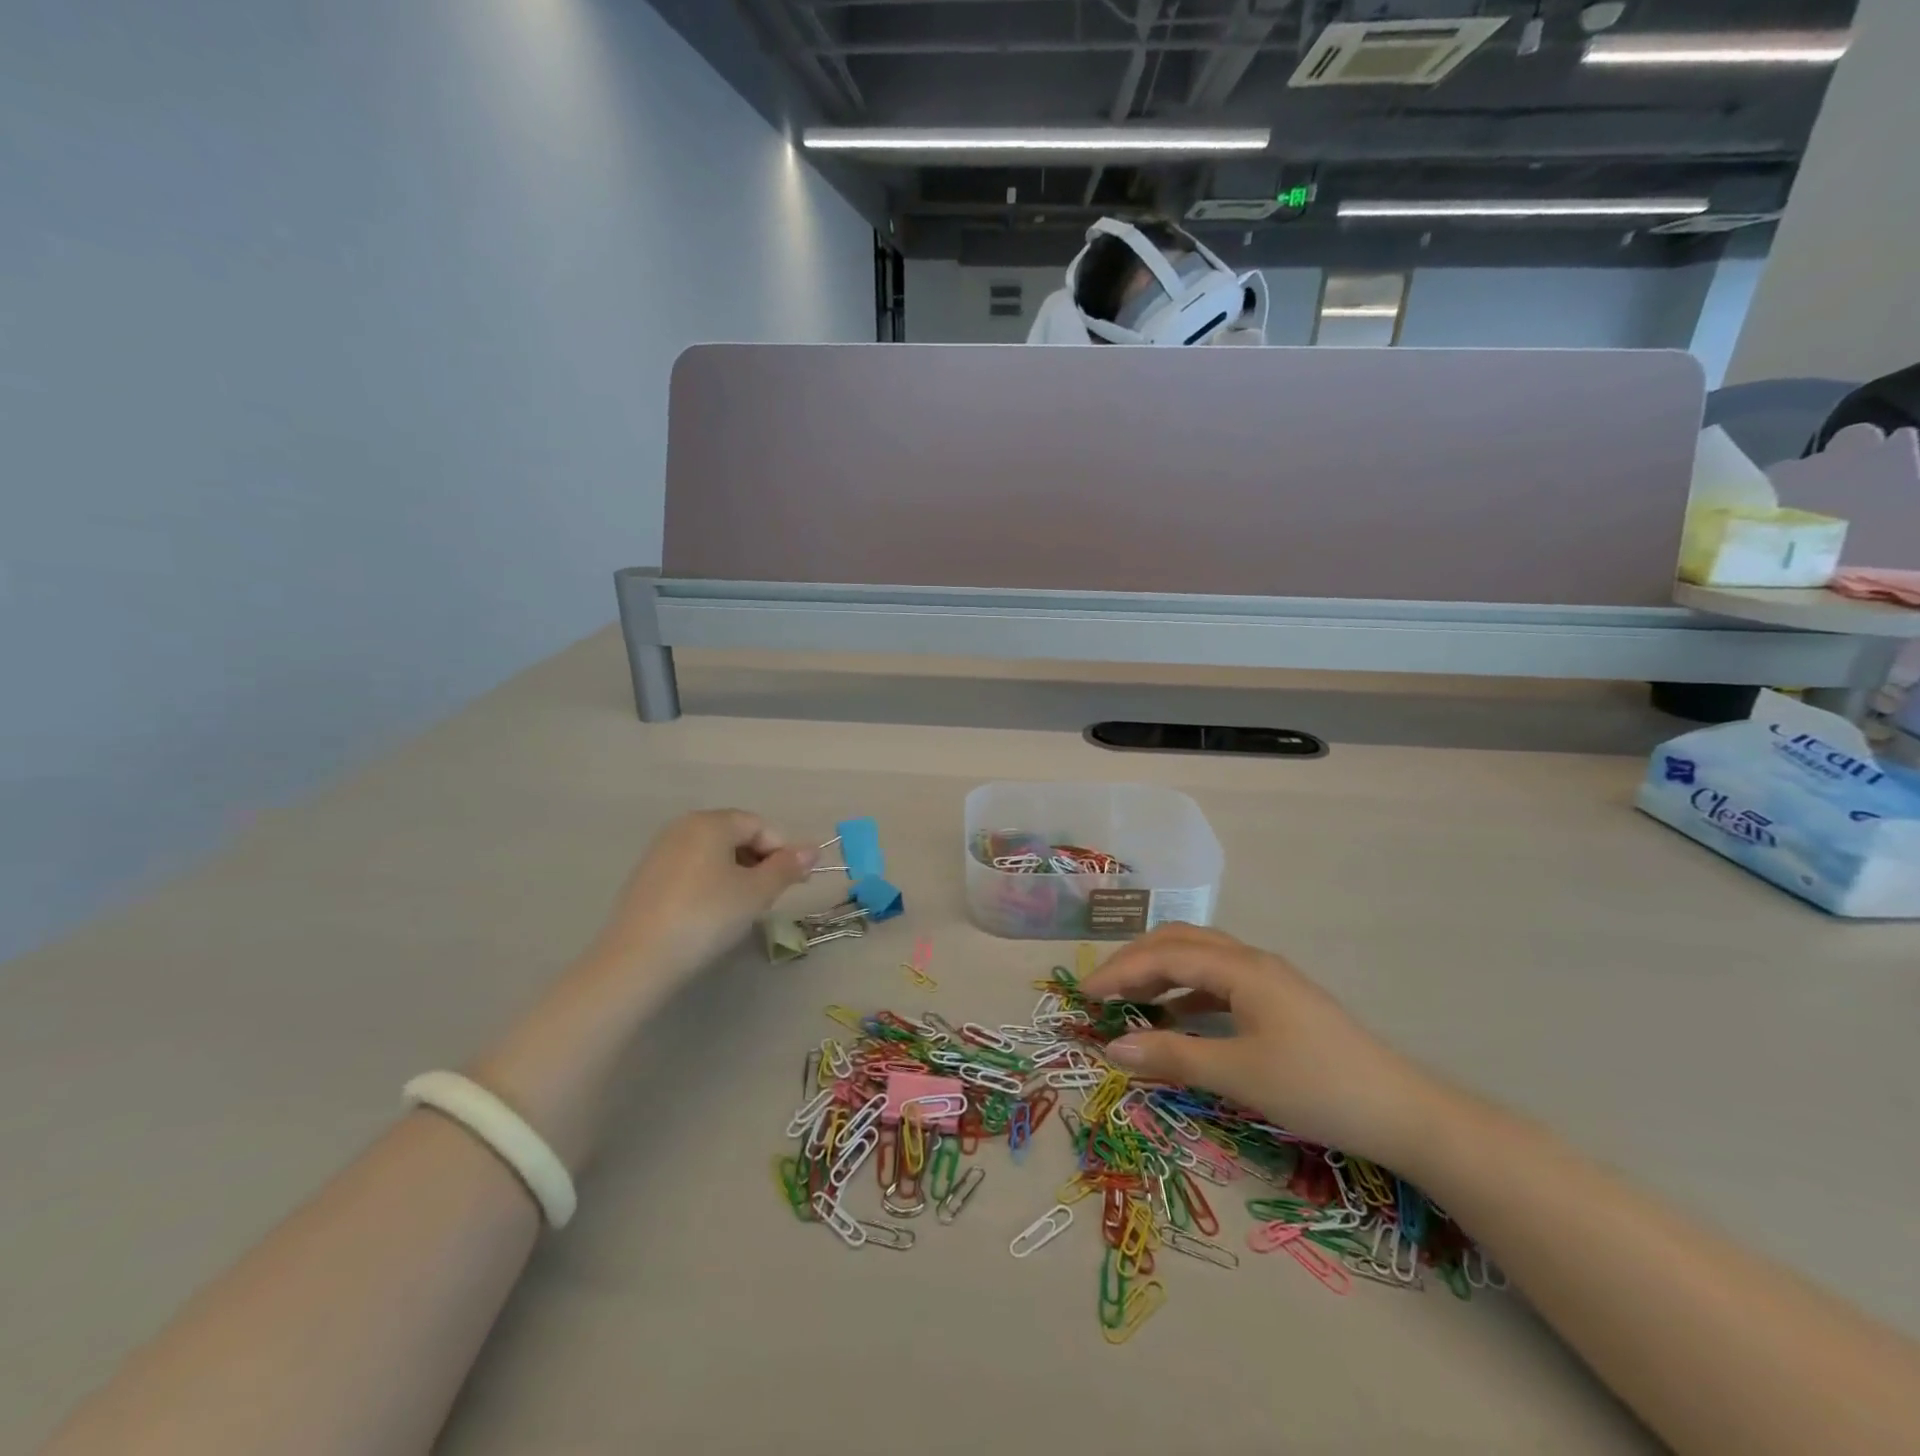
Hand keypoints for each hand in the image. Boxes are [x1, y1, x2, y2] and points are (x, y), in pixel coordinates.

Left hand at [585, 810, 814, 983]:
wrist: (637, 959)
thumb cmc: (707, 916)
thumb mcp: (756, 893)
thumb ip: (787, 868)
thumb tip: (813, 850)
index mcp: (711, 822)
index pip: (760, 826)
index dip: (783, 852)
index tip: (795, 884)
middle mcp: (683, 827)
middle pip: (735, 836)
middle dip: (759, 862)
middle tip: (768, 898)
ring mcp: (660, 851)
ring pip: (713, 854)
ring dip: (736, 874)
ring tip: (741, 909)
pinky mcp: (645, 877)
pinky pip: (691, 870)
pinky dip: (709, 884)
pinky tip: (709, 914)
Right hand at [1082, 924, 1440, 1167]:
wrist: (1402, 1112)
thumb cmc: (1317, 1087)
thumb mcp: (1239, 1074)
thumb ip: (1173, 1056)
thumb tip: (1112, 1048)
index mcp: (1241, 968)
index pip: (1164, 955)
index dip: (1119, 972)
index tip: (1083, 995)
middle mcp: (1251, 961)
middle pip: (1179, 943)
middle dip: (1135, 962)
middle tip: (1101, 992)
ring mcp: (1267, 979)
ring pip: (1199, 958)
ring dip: (1160, 973)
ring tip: (1129, 1001)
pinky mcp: (1278, 1001)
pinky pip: (1218, 981)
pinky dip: (1186, 992)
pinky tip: (1175, 1017)